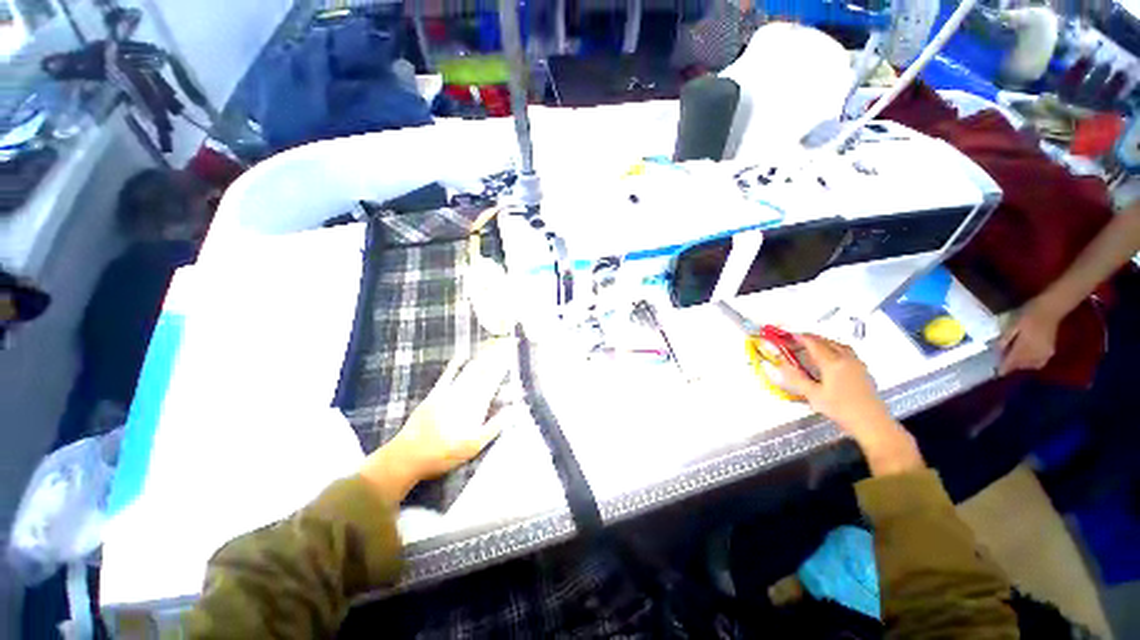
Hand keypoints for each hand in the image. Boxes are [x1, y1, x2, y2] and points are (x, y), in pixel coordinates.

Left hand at [360, 339, 515, 502]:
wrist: (408, 456)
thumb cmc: (445, 454)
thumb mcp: (475, 446)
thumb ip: (495, 425)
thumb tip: (515, 408)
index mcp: (476, 406)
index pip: (494, 381)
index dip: (504, 367)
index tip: (513, 354)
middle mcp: (464, 395)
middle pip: (484, 372)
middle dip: (496, 357)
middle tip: (506, 343)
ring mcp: (449, 392)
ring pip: (470, 371)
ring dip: (482, 357)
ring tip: (493, 346)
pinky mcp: (435, 394)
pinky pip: (448, 375)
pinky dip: (456, 364)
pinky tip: (463, 354)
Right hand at [777, 334, 922, 475]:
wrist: (872, 422)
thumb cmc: (840, 409)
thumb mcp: (813, 395)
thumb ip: (796, 377)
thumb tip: (780, 364)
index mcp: (832, 362)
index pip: (813, 343)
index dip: (798, 337)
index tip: (786, 336)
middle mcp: (845, 358)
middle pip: (825, 341)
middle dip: (809, 338)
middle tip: (795, 341)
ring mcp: (857, 363)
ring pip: (837, 345)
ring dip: (823, 342)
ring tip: (812, 346)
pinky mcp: (863, 370)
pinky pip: (846, 352)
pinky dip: (834, 348)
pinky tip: (830, 357)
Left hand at [999, 297, 1063, 375]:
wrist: (1050, 309)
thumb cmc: (1028, 315)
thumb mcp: (1012, 325)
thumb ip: (1005, 339)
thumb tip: (997, 352)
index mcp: (1025, 346)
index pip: (1012, 362)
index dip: (1004, 368)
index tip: (997, 373)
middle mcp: (1036, 353)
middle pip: (1021, 365)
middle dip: (1012, 366)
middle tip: (1003, 363)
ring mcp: (1045, 353)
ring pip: (1030, 365)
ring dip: (1021, 365)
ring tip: (1013, 360)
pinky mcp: (1051, 351)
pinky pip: (1039, 363)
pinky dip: (1031, 363)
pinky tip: (1026, 358)